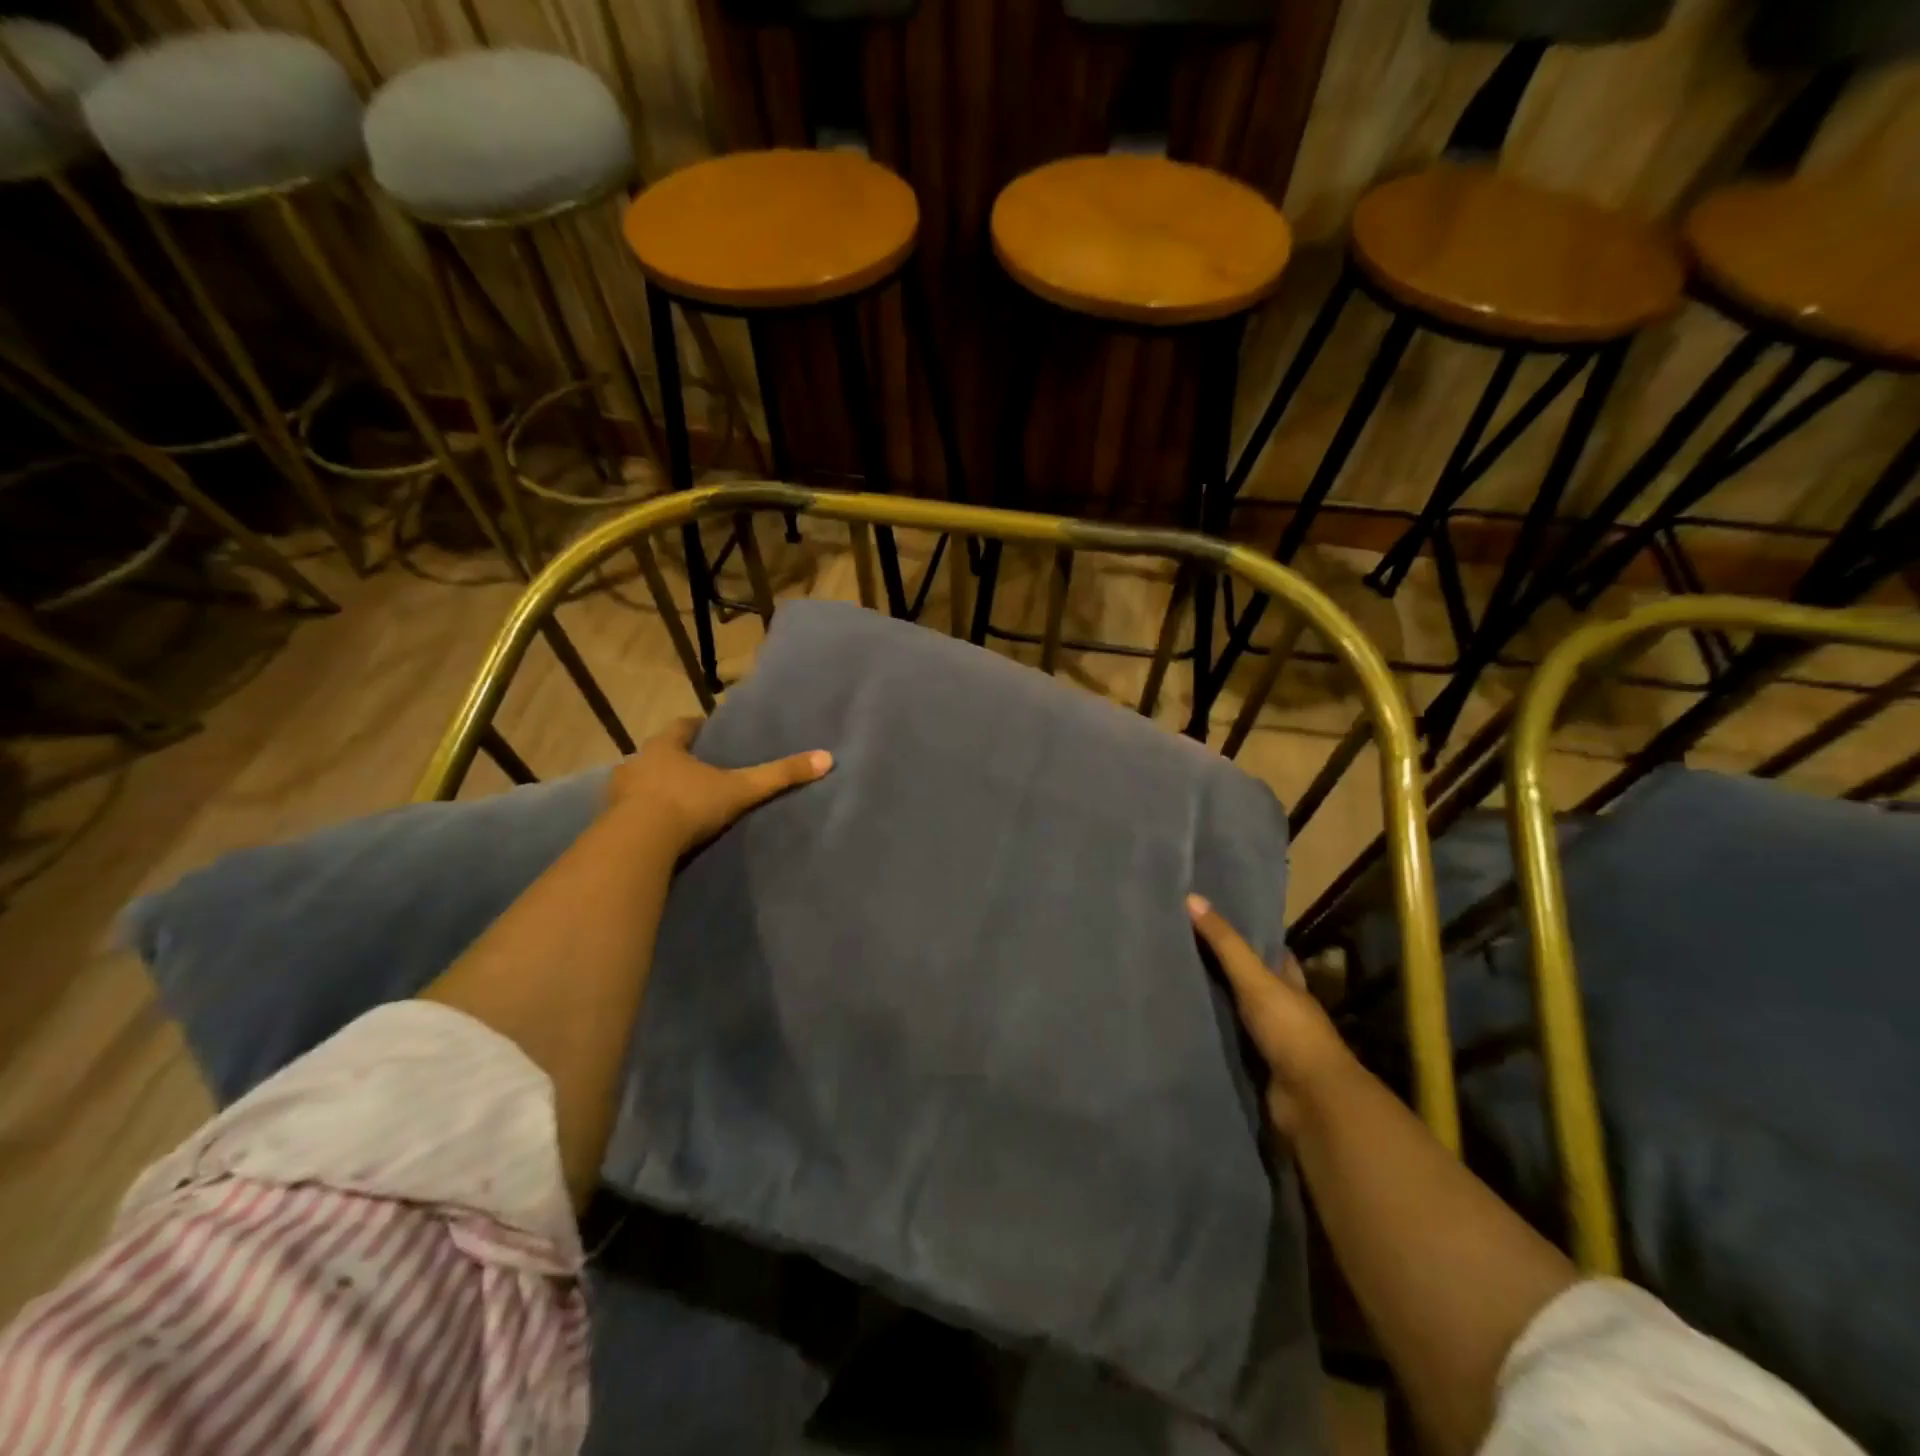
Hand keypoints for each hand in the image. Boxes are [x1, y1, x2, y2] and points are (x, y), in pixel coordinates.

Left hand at [609, 718, 831, 855]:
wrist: (638, 845)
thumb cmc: (689, 804)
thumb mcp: (741, 790)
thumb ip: (779, 775)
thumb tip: (826, 758)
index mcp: (665, 747)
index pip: (681, 726)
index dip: (696, 727)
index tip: (709, 731)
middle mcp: (637, 762)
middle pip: (658, 754)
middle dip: (675, 759)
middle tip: (697, 768)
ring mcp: (617, 793)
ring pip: (639, 782)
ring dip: (655, 788)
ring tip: (677, 801)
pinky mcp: (608, 822)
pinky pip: (627, 813)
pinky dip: (641, 816)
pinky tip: (656, 830)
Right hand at [1187, 894, 1350, 1133]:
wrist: (1311, 1100)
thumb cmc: (1290, 1030)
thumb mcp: (1255, 979)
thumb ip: (1225, 944)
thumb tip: (1192, 898)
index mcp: (1291, 986)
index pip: (1274, 955)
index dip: (1252, 939)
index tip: (1219, 922)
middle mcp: (1284, 1012)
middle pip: (1255, 986)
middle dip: (1227, 973)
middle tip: (1185, 952)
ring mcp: (1272, 1044)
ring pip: (1239, 1017)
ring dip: (1216, 1008)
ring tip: (1175, 988)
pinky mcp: (1257, 1071)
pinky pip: (1228, 1048)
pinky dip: (1211, 1040)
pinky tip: (1185, 1029)